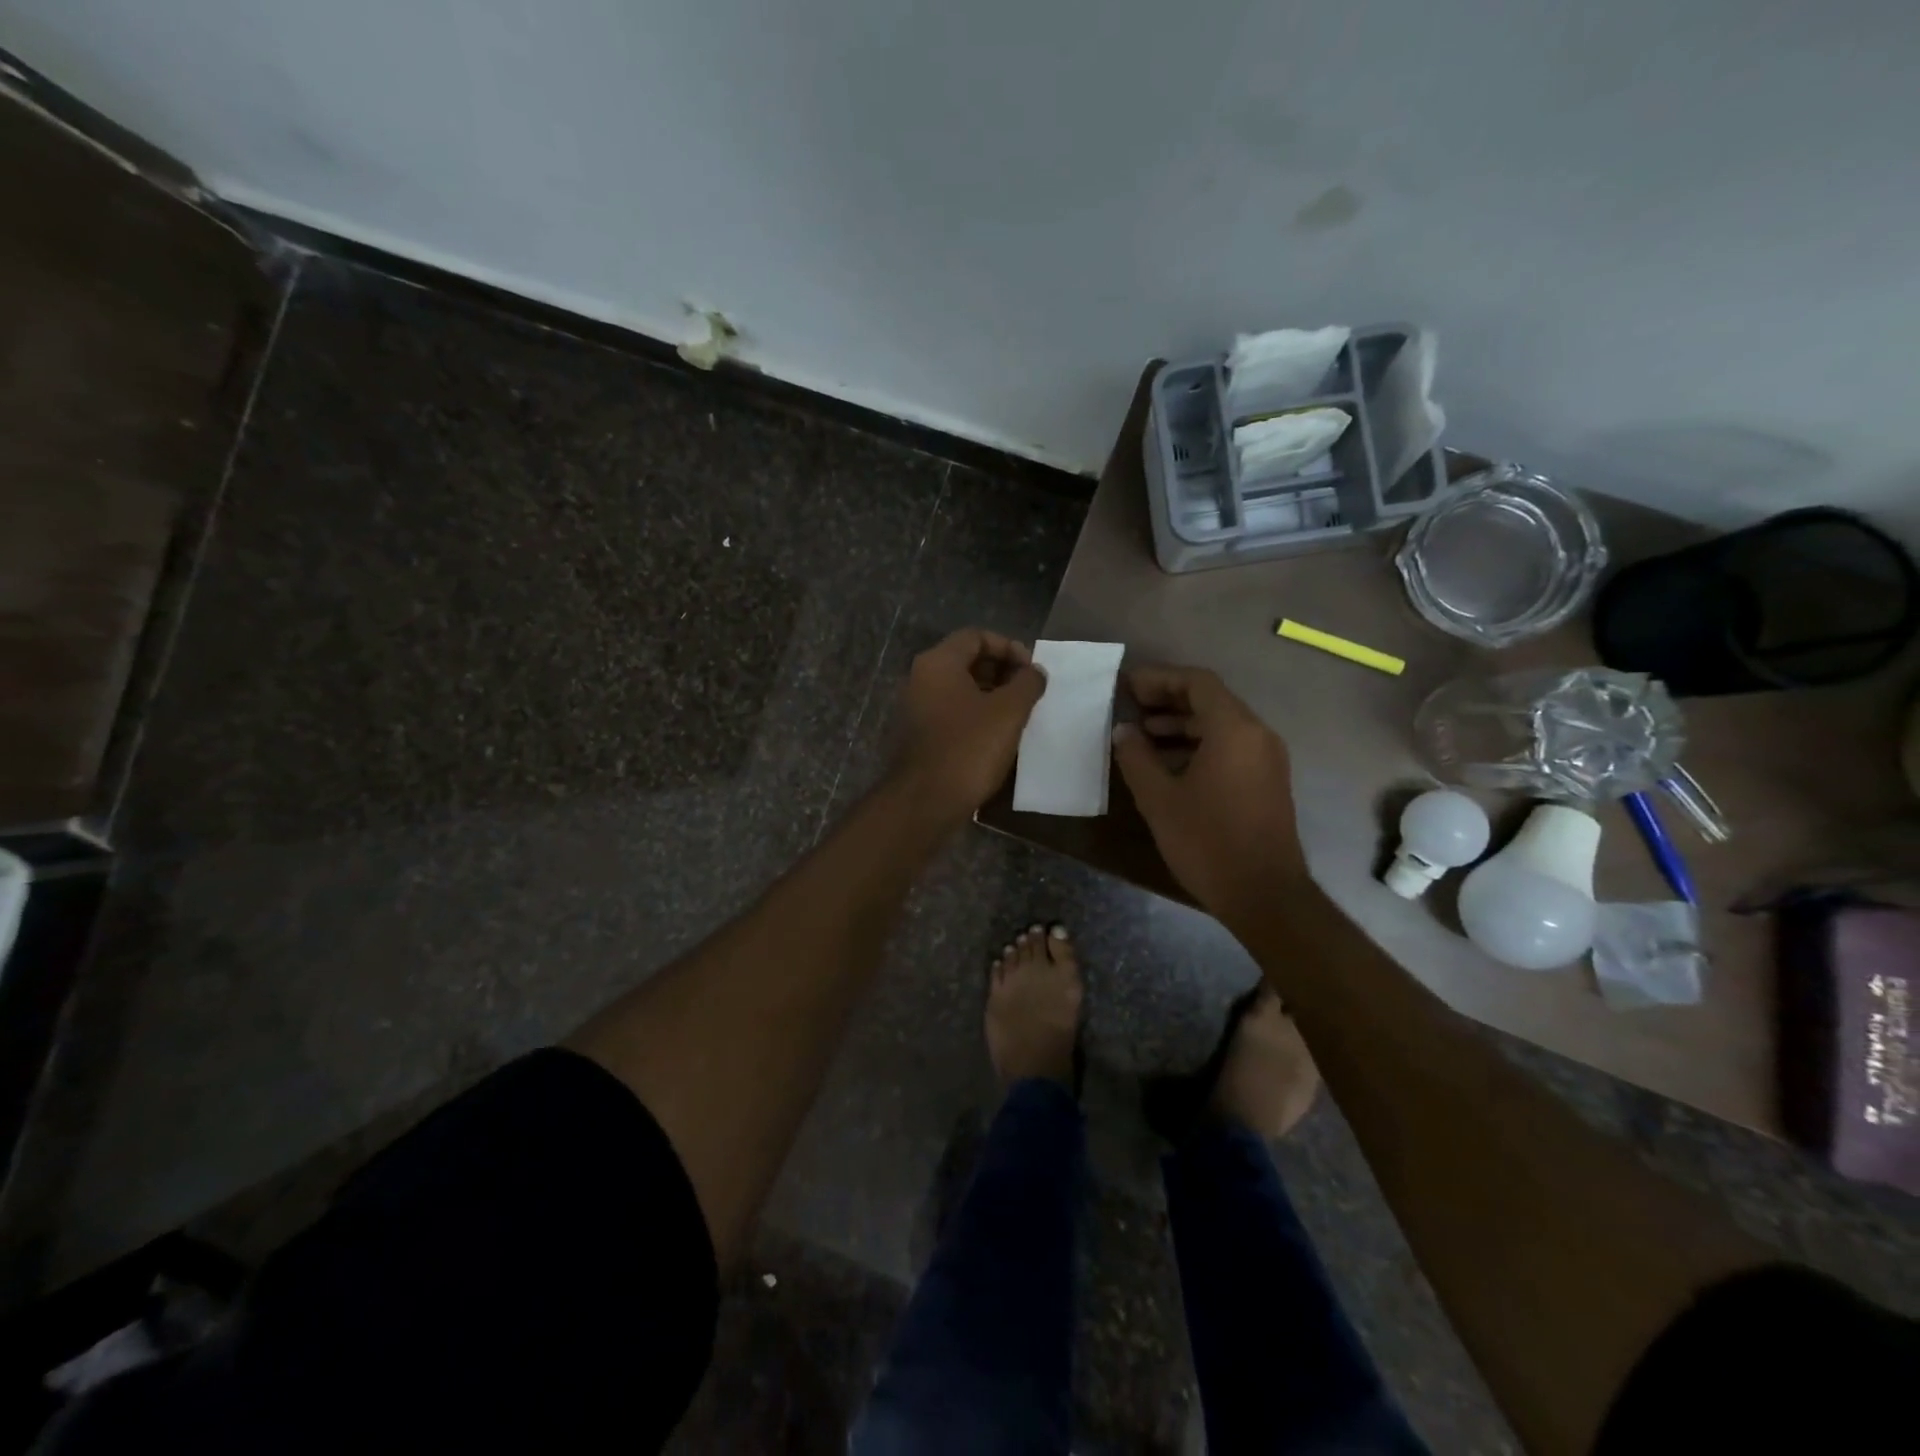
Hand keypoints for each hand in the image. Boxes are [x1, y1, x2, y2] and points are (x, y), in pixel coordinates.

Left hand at [892, 628, 1046, 820]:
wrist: (925, 802)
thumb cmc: (968, 748)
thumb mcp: (1008, 712)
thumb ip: (1027, 684)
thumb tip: (1034, 671)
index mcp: (938, 663)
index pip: (976, 636)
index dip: (1008, 647)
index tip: (1031, 670)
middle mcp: (920, 678)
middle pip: (966, 660)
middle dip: (1001, 671)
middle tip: (1028, 692)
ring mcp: (915, 708)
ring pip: (959, 688)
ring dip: (990, 695)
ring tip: (1018, 714)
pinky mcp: (917, 735)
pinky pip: (950, 712)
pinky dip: (974, 715)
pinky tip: (996, 736)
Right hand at [1110, 665, 1308, 927]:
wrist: (1264, 894)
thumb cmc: (1207, 842)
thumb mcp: (1159, 799)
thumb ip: (1136, 757)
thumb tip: (1123, 731)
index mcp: (1234, 729)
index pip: (1196, 682)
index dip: (1159, 678)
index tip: (1127, 687)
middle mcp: (1257, 734)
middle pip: (1211, 699)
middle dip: (1168, 699)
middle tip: (1130, 707)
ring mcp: (1267, 758)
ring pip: (1221, 724)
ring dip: (1181, 724)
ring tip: (1142, 737)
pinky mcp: (1267, 780)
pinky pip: (1231, 746)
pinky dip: (1198, 744)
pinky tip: (1168, 764)